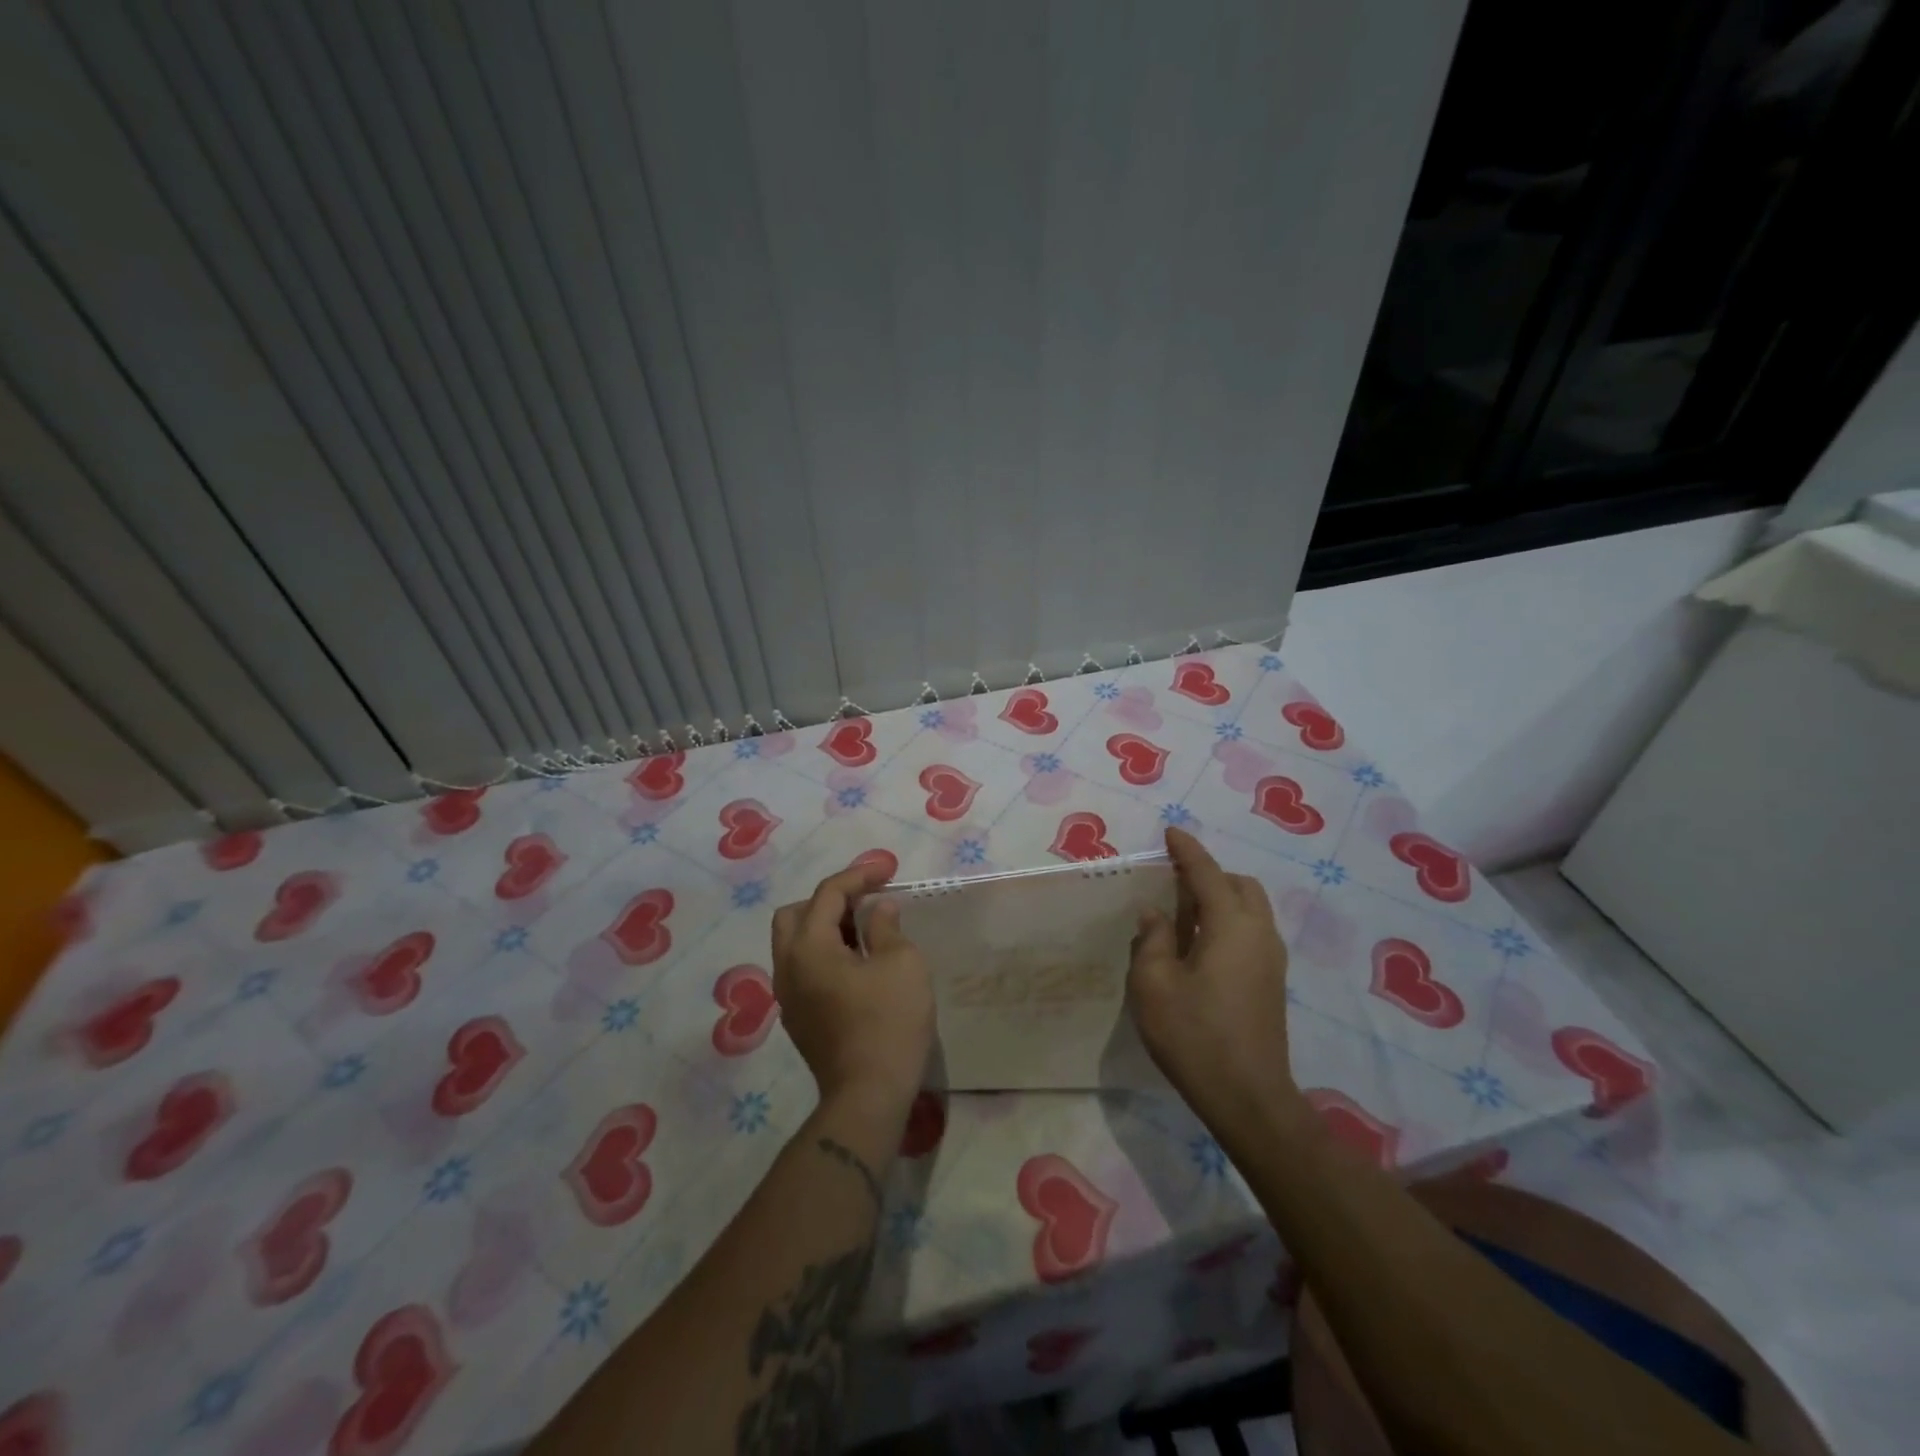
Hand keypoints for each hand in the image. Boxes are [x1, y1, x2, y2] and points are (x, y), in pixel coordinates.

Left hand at [771, 863, 934, 1116]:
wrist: (868, 1096)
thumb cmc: (888, 1022)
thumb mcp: (901, 964)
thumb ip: (886, 927)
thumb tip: (878, 910)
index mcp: (808, 947)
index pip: (827, 894)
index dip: (858, 876)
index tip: (887, 870)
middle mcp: (787, 967)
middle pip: (795, 915)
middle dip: (829, 900)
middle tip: (865, 902)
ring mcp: (788, 997)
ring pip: (796, 944)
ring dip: (826, 927)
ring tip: (866, 931)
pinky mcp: (798, 1019)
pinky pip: (804, 969)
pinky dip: (825, 953)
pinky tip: (857, 964)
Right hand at [1128, 827, 1302, 1135]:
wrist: (1248, 1097)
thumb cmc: (1194, 1035)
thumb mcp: (1153, 984)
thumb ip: (1152, 940)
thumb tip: (1156, 914)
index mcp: (1230, 925)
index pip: (1207, 873)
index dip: (1187, 850)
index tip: (1171, 832)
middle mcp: (1259, 933)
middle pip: (1240, 885)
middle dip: (1210, 874)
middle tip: (1174, 881)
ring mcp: (1271, 959)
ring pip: (1250, 909)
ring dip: (1220, 899)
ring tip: (1183, 914)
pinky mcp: (1272, 982)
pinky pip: (1251, 932)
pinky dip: (1227, 921)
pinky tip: (1200, 946)